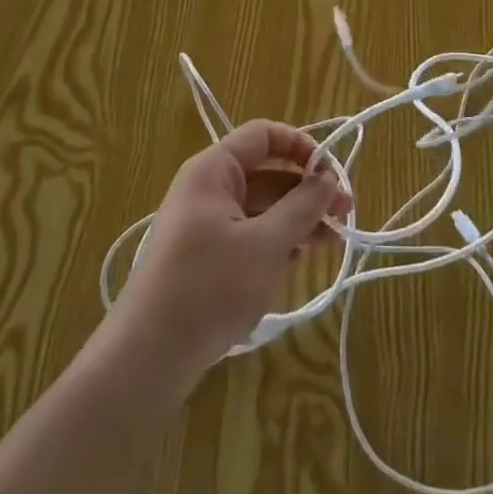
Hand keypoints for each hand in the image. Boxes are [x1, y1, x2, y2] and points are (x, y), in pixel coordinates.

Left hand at [116, 120, 350, 375]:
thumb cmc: (209, 287)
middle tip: (346, 215)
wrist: (147, 358)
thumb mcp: (265, 244)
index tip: (331, 175)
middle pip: (266, 174)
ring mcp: (203, 225)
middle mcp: (207, 189)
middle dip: (307, 191)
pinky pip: (248, 235)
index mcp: (213, 170)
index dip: (300, 147)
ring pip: (260, 208)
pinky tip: (298, 261)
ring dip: (296, 220)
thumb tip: (328, 178)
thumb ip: (301, 207)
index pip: (263, 135)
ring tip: (332, 243)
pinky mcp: (204, 258)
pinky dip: (275, 242)